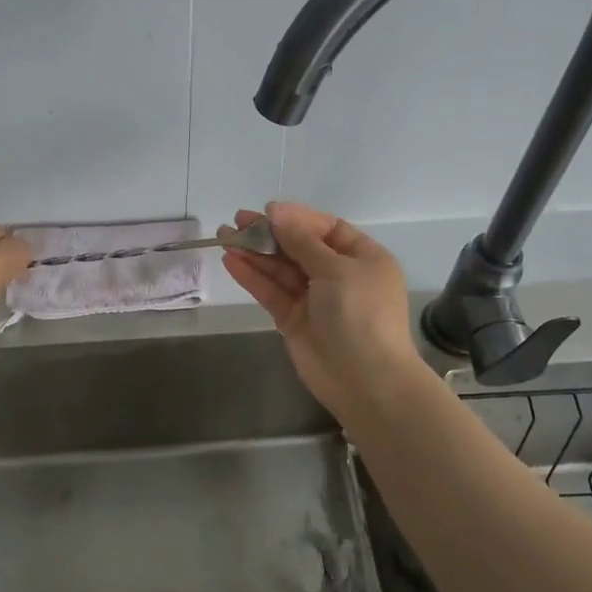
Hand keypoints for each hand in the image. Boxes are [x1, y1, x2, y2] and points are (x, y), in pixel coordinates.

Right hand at [221, 202, 431, 420]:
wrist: (366, 380)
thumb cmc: (360, 314)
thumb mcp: (336, 269)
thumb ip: (302, 241)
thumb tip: (277, 213)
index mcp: (362, 258)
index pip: (326, 229)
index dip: (297, 218)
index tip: (267, 211)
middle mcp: (339, 275)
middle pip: (299, 247)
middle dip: (270, 234)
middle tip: (237, 221)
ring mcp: (315, 299)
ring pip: (281, 269)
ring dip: (255, 253)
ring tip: (225, 235)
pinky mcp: (294, 320)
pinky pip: (272, 292)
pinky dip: (252, 277)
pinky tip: (231, 260)